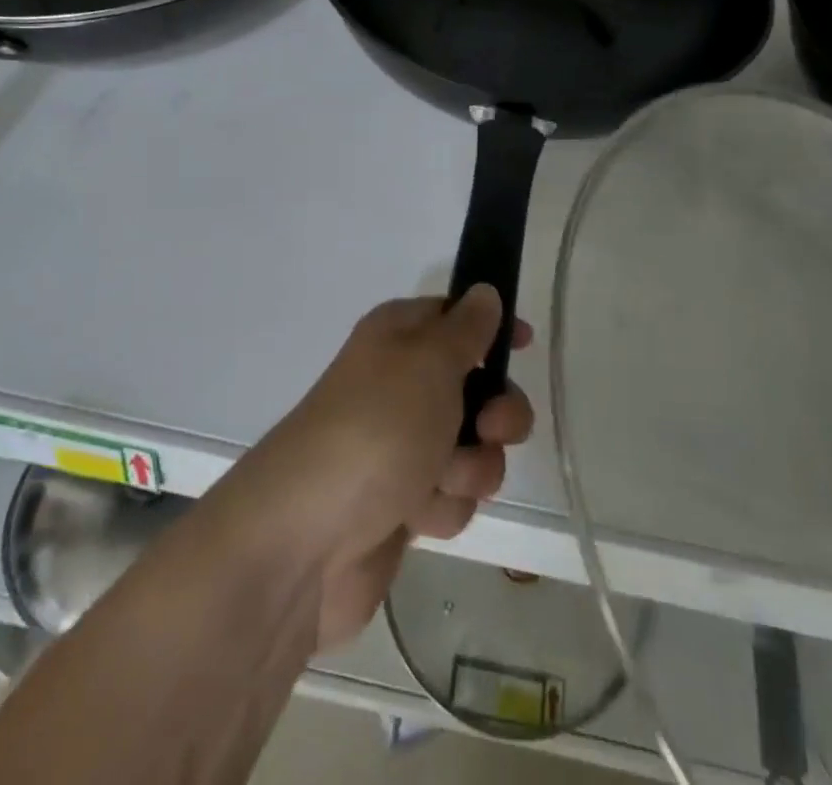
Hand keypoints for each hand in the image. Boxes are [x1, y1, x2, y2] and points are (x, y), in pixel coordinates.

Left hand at [221, 286, 534, 652]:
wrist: (306, 540)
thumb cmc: (376, 427)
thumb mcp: (430, 361)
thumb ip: (467, 328)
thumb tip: (484, 292)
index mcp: (399, 337)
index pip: (456, 316)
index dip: (492, 328)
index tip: (525, 345)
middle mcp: (400, 385)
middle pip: (478, 388)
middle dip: (497, 414)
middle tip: (490, 428)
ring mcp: (401, 446)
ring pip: (472, 448)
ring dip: (469, 467)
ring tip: (437, 480)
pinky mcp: (401, 503)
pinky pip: (450, 496)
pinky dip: (441, 506)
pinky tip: (415, 515)